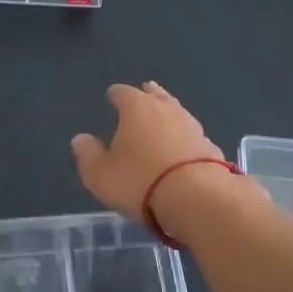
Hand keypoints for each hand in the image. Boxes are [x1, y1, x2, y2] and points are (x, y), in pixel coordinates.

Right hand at [71, 82, 226, 221]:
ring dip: (169, 115)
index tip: (112, 96)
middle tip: (145, 92)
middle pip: (156, 95)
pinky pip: (192, 137)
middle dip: (148, 94)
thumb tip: (81, 139)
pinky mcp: (211, 148)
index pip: (123, 92)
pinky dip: (184, 139)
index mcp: (137, 108)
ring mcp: (193, 127)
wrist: (197, 199)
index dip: (116, 94)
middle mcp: (166, 110)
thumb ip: (88, 155)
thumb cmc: (140, 181)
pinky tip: (182, 147)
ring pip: (177, 113)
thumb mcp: (100, 174)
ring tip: (164, 118)